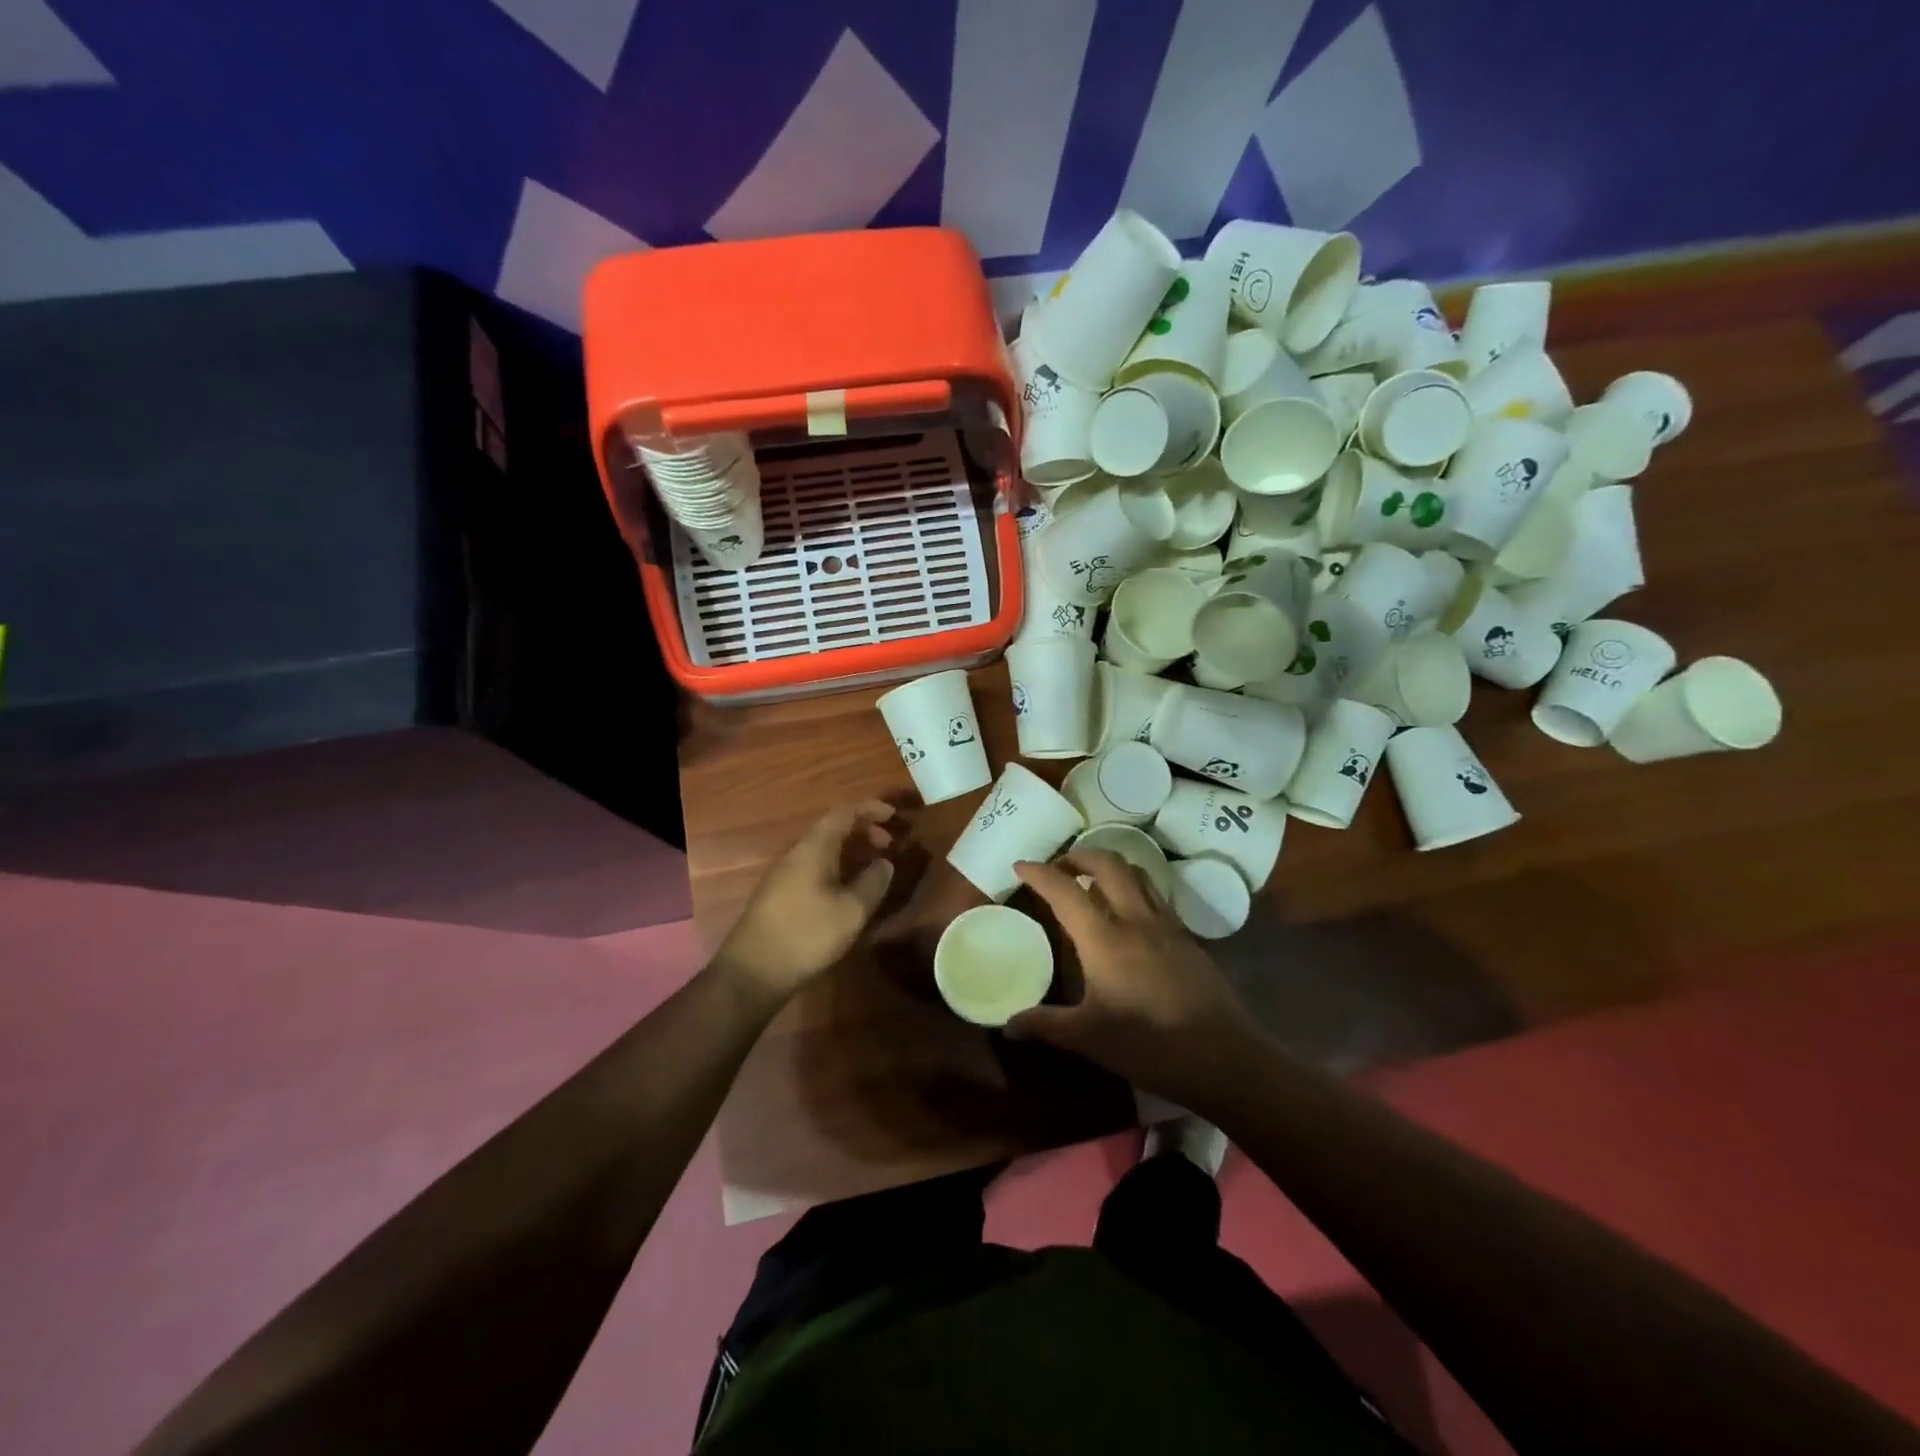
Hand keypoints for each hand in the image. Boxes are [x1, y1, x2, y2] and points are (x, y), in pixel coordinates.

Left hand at [715, 801, 898, 999]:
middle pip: (833, 828)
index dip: (870, 809)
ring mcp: (784, 873)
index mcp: (813, 848)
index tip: (894, 815)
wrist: (753, 972)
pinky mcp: (780, 893)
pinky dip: (838, 866)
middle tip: (890, 845)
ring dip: (851, 850)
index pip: (844, 813)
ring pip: (823, 848)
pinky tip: (849, 888)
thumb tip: (884, 863)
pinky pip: (814, 865)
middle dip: (864, 831)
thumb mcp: (851, 911)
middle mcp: (796, 853)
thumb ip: (873, 882)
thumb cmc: (807, 935)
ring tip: (874, 866)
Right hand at [1006, 851, 1261, 1107]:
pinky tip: (1129, 917)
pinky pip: (1156, 896)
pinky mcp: (1188, 939)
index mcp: (1105, 938)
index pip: (1065, 890)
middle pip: (1108, 864)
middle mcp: (1136, 920)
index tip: (1020, 865)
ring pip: (1137, 874)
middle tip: (1059, 868)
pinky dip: (1134, 889)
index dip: (1039, 873)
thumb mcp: (1089, 1038)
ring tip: (1092, 881)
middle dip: (1079, 856)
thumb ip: (1045, 1025)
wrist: (1225, 1058)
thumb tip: (1008, 1024)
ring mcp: (1167, 926)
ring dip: (1110, 866)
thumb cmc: (1150, 1046)